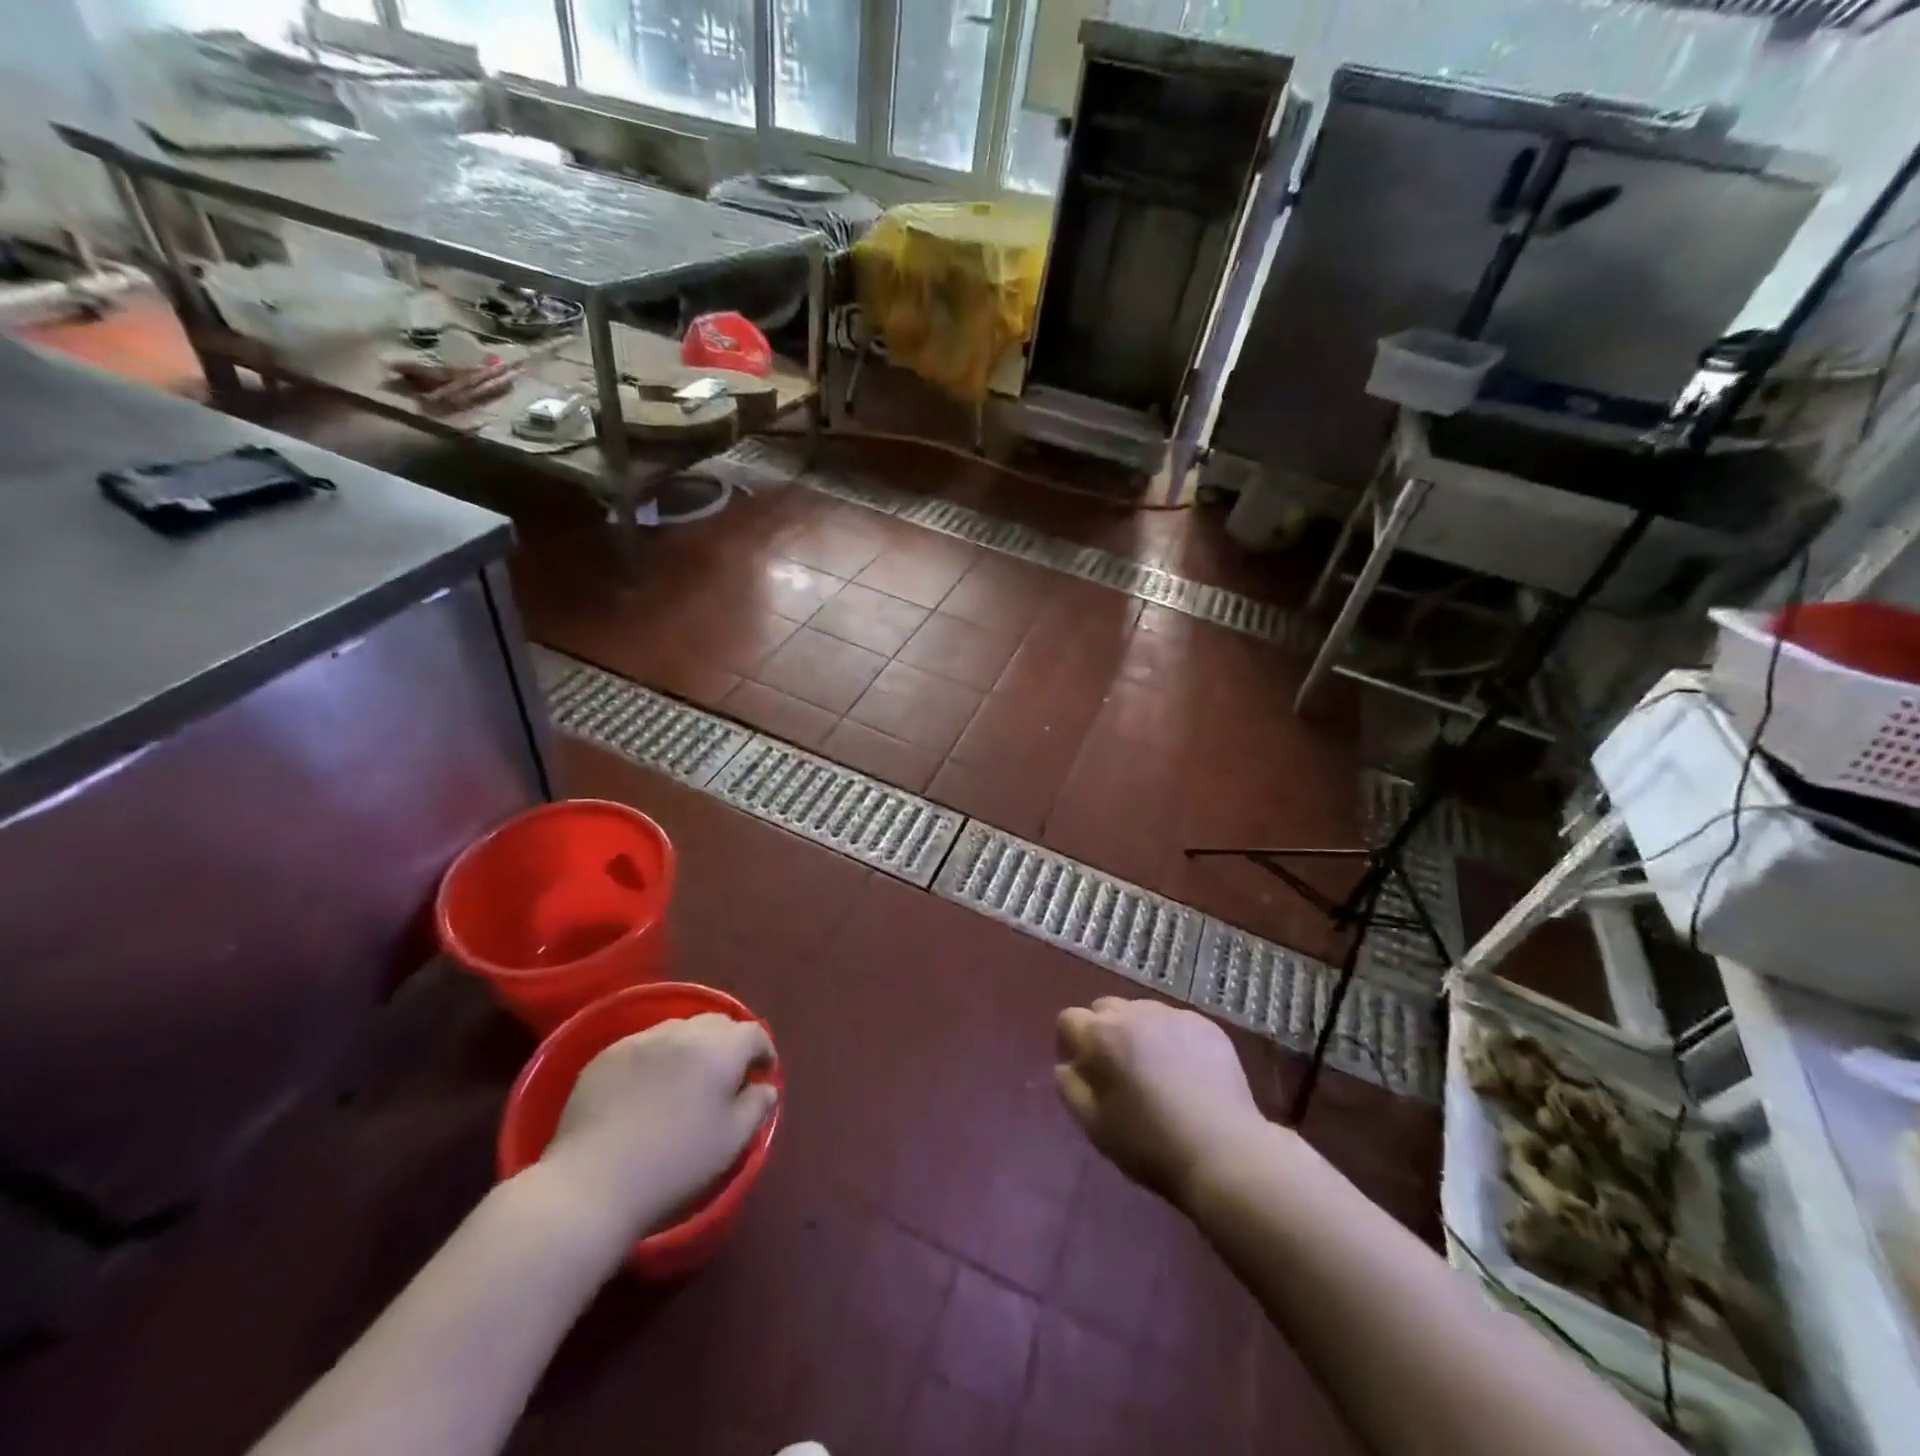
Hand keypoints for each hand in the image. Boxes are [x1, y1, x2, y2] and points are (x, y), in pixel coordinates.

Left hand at [537, 1014, 776, 1240]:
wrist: (592, 1185)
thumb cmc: (674, 1165)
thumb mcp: (731, 1142)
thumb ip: (756, 1106)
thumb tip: (765, 1087)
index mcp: (719, 1049)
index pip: (753, 1033)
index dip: (763, 1051)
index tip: (761, 1075)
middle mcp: (682, 1032)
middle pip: (717, 1023)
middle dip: (729, 1043)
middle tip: (726, 1076)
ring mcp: (641, 1040)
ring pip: (679, 1028)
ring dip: (692, 1046)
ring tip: (686, 1079)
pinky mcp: (606, 1055)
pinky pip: (644, 1044)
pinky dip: (657, 1057)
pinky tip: (647, 1090)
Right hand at [1055, 997, 1269, 1208]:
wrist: (1223, 1152)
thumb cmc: (1149, 1144)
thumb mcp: (1095, 1126)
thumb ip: (1070, 1088)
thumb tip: (1066, 1066)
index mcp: (1101, 1036)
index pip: (1069, 1019)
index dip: (1071, 1043)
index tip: (1083, 1070)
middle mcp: (1133, 1014)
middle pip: (1105, 1009)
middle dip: (1104, 1032)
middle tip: (1118, 1069)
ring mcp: (1172, 1015)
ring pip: (1141, 1012)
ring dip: (1138, 1032)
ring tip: (1155, 1070)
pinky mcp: (1205, 1025)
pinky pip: (1176, 1023)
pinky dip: (1173, 1039)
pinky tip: (1187, 1072)